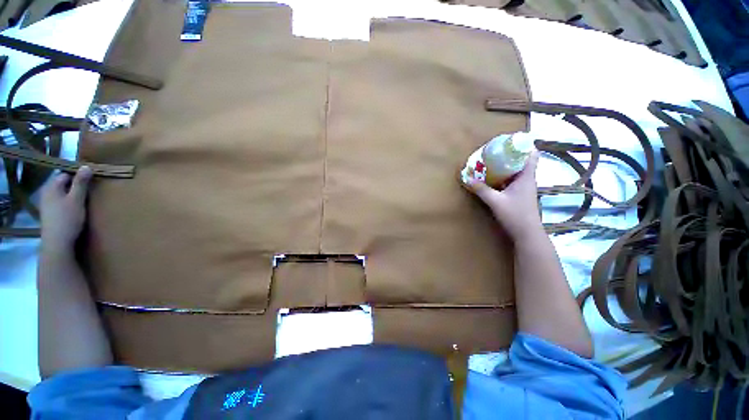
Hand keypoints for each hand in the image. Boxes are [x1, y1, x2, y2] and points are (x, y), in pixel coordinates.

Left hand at [40, 167, 92, 248]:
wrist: (57, 243)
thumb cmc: (67, 219)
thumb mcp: (77, 200)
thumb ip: (80, 183)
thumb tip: (86, 166)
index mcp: (52, 186)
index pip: (66, 174)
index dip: (78, 176)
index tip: (91, 180)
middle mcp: (47, 192)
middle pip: (63, 184)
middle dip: (76, 185)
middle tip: (90, 191)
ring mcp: (47, 204)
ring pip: (62, 193)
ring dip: (73, 195)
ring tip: (84, 200)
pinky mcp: (50, 213)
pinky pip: (60, 202)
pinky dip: (69, 203)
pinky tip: (75, 209)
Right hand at [468, 151, 541, 240]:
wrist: (526, 233)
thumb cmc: (515, 214)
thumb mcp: (495, 201)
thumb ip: (481, 189)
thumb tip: (467, 178)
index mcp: (526, 177)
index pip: (532, 154)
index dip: (524, 144)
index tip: (511, 139)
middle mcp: (527, 179)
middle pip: (522, 161)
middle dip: (510, 154)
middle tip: (495, 150)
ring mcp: (524, 188)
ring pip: (516, 171)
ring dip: (506, 165)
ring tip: (491, 161)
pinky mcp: (519, 195)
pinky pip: (512, 180)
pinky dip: (504, 176)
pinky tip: (493, 178)